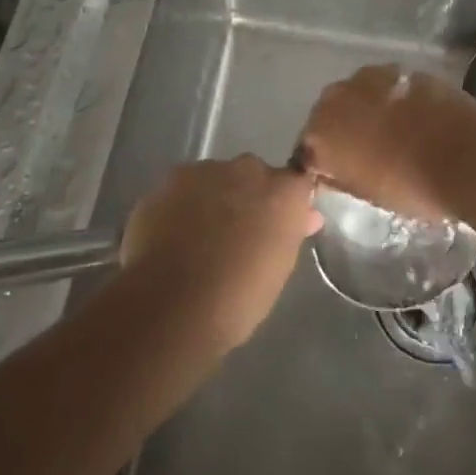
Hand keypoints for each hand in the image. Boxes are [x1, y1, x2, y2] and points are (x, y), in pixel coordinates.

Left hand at [120, 156, 321, 351]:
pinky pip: (185, 188)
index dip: (287, 202)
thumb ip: (290, 232)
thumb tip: (305, 217)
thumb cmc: (238, 297)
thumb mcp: (279, 268)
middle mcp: (248, 169)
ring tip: (200, 237)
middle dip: (249, 196)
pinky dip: (184, 205)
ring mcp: (206, 170)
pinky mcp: (170, 180)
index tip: (279, 224)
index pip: (296, 182)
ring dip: (215, 197)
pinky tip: (174, 235)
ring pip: (217, 177)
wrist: (172, 305)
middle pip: (254, 175)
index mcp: (283, 191)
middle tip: (238, 233)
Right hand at [295, 65, 475, 221]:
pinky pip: (388, 87)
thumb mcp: (366, 194)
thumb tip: (331, 170)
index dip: (323, 161)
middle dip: (343, 128)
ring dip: (368, 109)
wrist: (466, 155)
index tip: (338, 173)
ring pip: (359, 95)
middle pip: (330, 113)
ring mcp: (371, 77)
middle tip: (366, 152)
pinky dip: (394, 99)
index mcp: (320, 133)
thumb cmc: (411, 186)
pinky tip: (414, 117)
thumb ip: (340, 176)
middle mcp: (336, 97)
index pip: (308, 148)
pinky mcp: (402, 69)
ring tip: (392, 131)